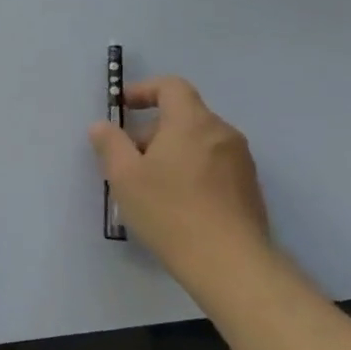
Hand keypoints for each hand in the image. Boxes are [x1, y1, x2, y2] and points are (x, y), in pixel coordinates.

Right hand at [89, 76, 272, 280]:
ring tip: (147, 183)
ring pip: (197, 141)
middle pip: (183, 115)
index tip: (121, 108)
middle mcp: (222, 133)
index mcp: (192, 123)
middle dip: (151, 129)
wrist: (230, 262)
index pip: (171, 86)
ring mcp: (240, 161)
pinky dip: (189, 168)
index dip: (143, 90)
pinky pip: (212, 163)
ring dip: (169, 150)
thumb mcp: (124, 176)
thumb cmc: (169, 210)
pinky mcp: (248, 187)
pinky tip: (173, 200)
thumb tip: (102, 125)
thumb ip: (109, 143)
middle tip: (126, 157)